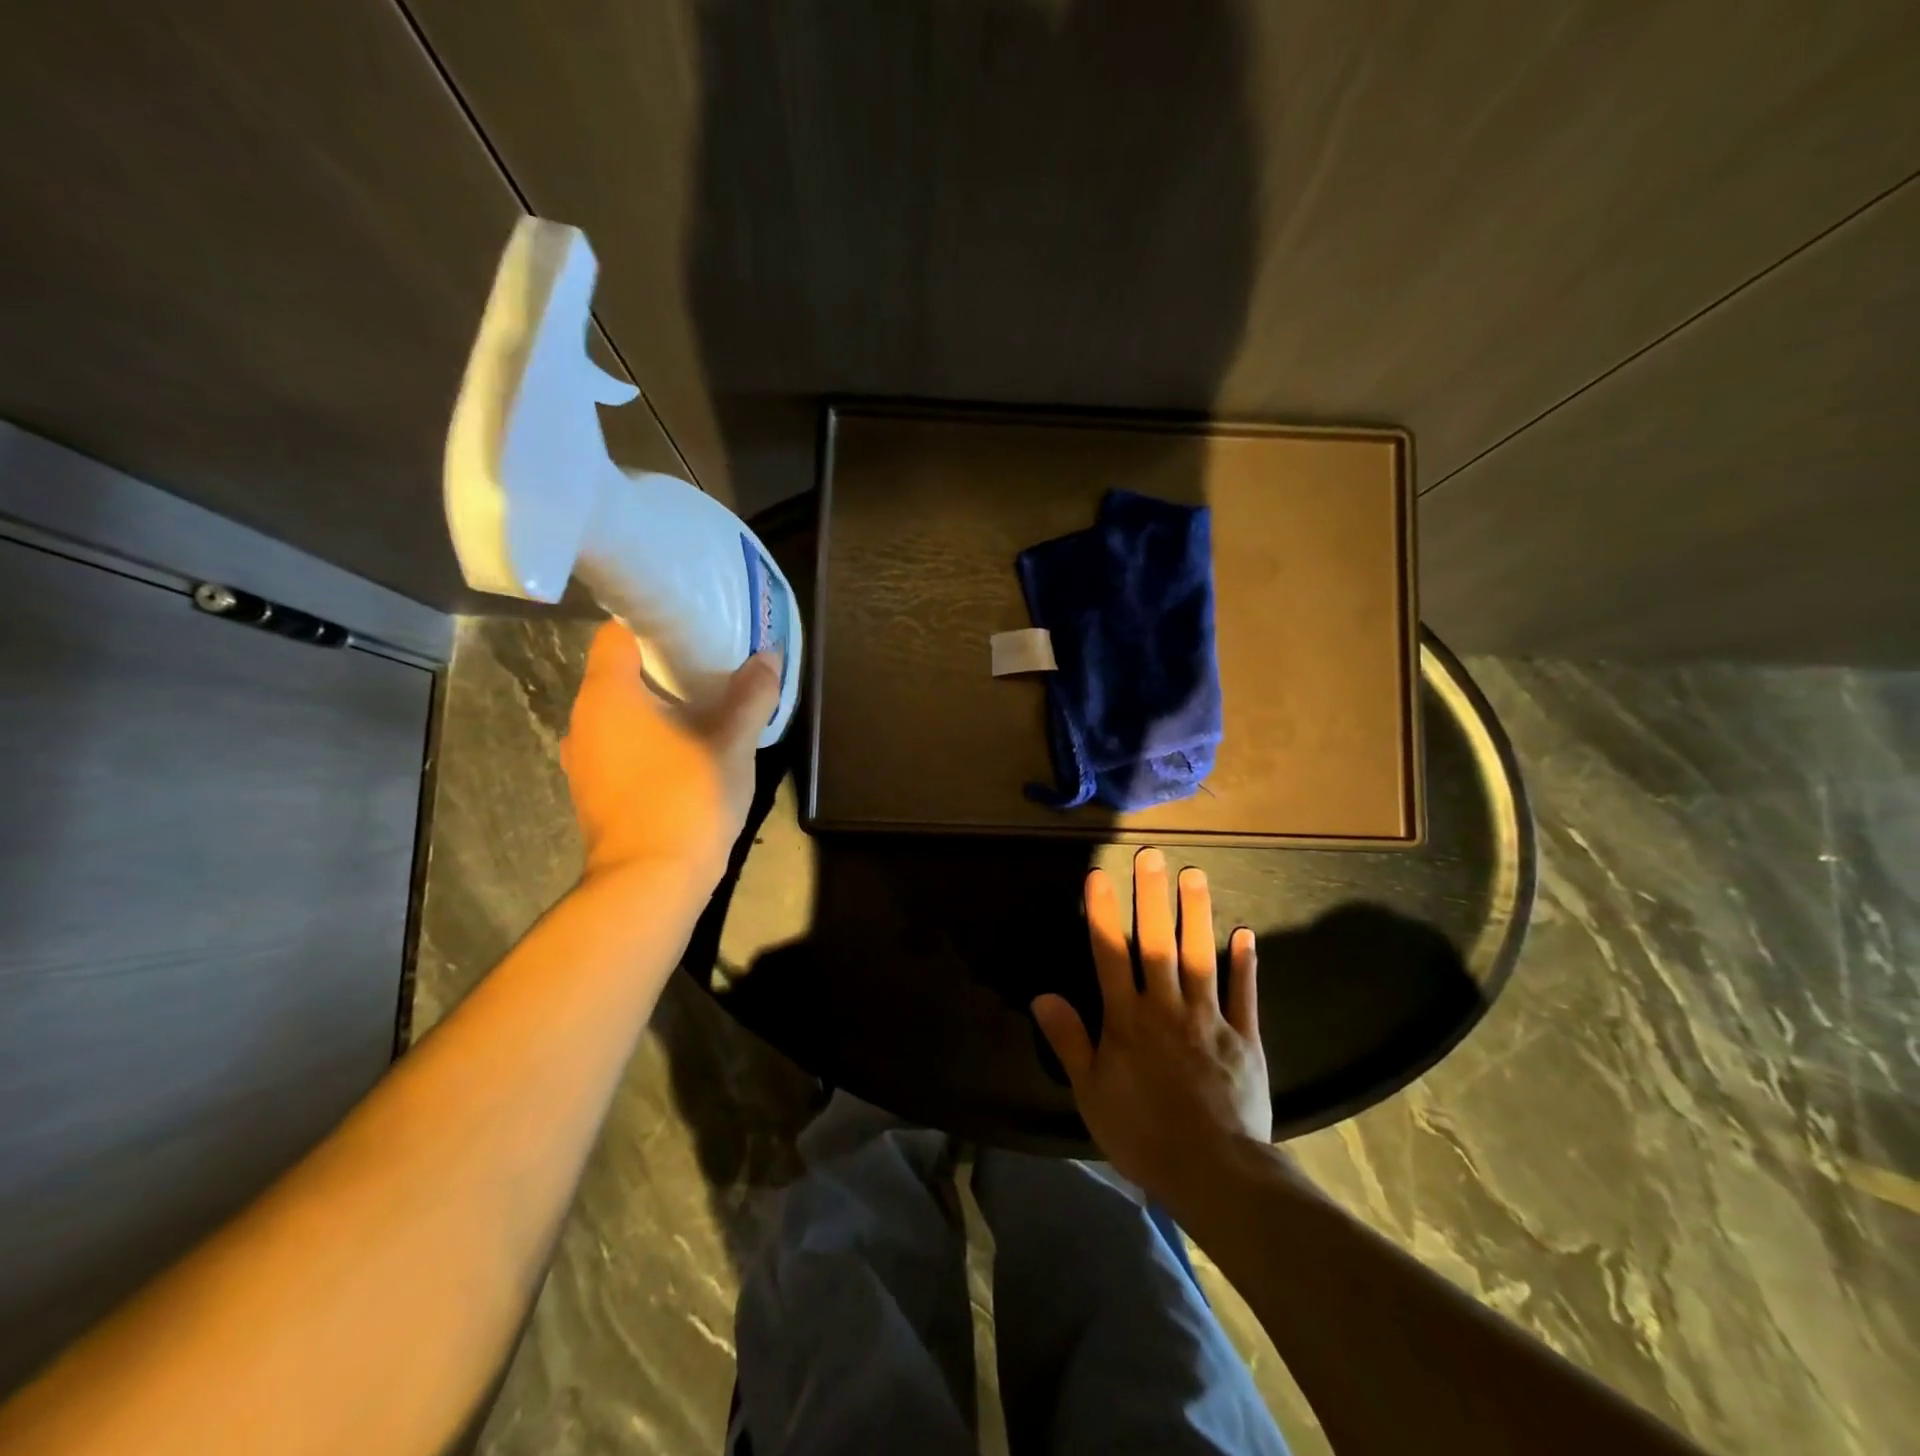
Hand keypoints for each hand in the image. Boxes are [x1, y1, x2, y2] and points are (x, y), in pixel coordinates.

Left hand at [560, 621, 780, 887]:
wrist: (650, 882)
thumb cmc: (687, 798)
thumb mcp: (732, 743)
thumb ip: (751, 696)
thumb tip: (767, 657)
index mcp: (609, 695)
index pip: (616, 634)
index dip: (650, 623)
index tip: (689, 625)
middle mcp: (583, 721)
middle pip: (617, 674)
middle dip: (661, 667)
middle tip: (708, 665)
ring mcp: (582, 761)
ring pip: (618, 715)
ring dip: (654, 708)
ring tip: (700, 707)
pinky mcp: (592, 792)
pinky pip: (618, 748)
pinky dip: (645, 741)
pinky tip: (682, 752)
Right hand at [1032, 847, 1272, 1201]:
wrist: (1214, 1172)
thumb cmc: (1142, 1134)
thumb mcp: (1091, 1092)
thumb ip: (1069, 1040)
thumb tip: (1042, 996)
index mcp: (1126, 1020)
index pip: (1109, 954)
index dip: (1103, 912)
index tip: (1099, 874)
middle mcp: (1166, 1007)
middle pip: (1157, 942)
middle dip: (1152, 896)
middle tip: (1152, 855)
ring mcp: (1209, 1019)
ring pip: (1200, 957)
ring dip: (1197, 914)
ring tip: (1194, 874)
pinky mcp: (1244, 1038)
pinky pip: (1243, 994)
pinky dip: (1244, 963)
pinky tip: (1243, 934)